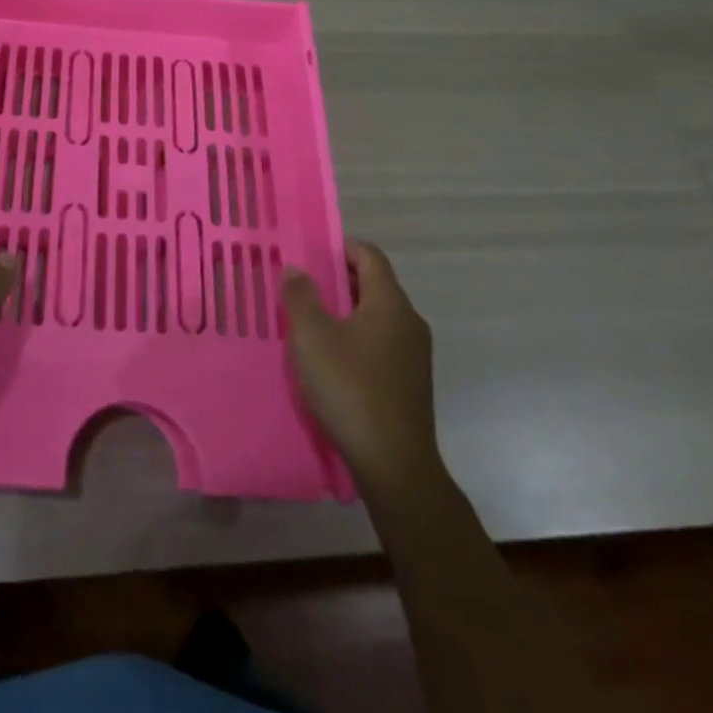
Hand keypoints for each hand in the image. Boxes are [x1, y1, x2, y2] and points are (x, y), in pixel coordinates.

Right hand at [281, 240, 449, 498]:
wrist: (394, 465)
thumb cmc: (350, 388)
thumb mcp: (311, 337)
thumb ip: (301, 296)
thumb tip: (297, 269)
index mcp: (390, 303)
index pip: (370, 256)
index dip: (341, 247)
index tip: (312, 252)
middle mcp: (409, 322)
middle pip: (375, 285)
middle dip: (340, 280)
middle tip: (303, 287)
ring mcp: (415, 355)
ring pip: (378, 317)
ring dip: (347, 312)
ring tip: (312, 323)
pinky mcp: (411, 383)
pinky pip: (382, 344)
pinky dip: (358, 338)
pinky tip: (333, 360)